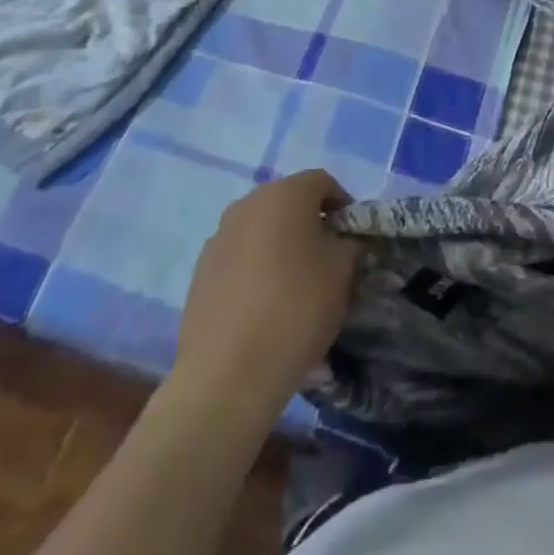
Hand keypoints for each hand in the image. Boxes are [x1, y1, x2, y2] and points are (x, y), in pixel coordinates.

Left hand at [176, 170, 361, 396]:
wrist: (228, 372)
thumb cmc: (297, 307)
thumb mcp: (344, 270)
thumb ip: (350, 243)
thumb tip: (344, 240)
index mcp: (284, 193)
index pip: (323, 182)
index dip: (344, 206)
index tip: (353, 238)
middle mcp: (247, 204)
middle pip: (289, 203)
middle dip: (311, 225)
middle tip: (328, 261)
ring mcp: (218, 237)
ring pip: (262, 230)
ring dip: (281, 246)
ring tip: (295, 287)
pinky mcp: (200, 272)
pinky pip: (239, 257)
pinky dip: (256, 269)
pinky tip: (265, 306)